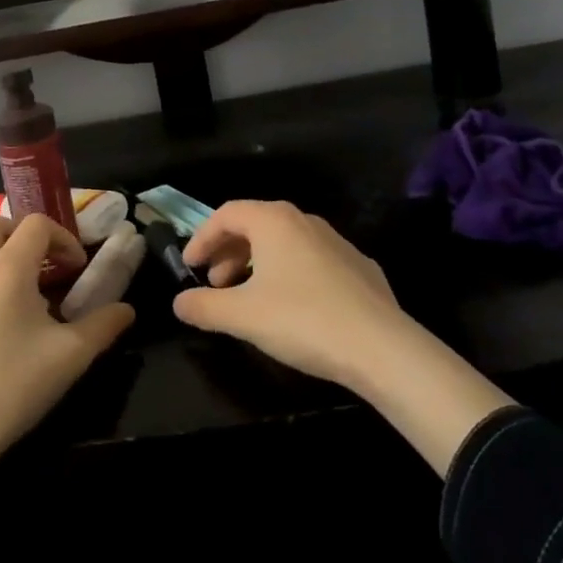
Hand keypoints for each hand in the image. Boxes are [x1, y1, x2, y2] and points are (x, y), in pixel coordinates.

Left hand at [0, 215, 131, 554]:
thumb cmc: (13, 385)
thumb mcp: (70, 356)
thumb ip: (103, 326)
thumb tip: (126, 310)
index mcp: (8, 269)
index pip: (35, 224)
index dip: (62, 237)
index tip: (77, 268)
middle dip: (23, 234)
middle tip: (46, 264)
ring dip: (5, 263)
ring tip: (29, 302)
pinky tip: (0, 336)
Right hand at [173, 200, 407, 388]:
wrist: (383, 348)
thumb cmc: (303, 320)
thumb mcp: (242, 316)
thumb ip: (204, 306)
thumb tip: (179, 302)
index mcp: (274, 221)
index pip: (226, 214)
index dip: (202, 238)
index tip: (190, 266)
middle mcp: (304, 221)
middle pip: (255, 225)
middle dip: (229, 252)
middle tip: (215, 284)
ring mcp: (336, 242)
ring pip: (284, 243)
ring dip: (257, 264)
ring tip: (248, 298)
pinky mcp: (358, 267)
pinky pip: (311, 261)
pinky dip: (289, 274)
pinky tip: (291, 307)